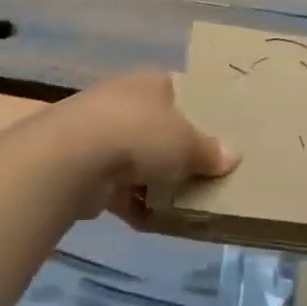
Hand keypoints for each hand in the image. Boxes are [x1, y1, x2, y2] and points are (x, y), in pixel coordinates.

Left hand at [44, 71, 236, 224]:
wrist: (73, 158)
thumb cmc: (140, 134)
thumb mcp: (187, 142)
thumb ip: (209, 151)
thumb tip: (232, 155)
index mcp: (152, 83)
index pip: (179, 90)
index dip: (197, 110)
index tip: (216, 135)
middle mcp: (125, 101)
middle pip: (158, 127)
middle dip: (176, 152)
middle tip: (204, 174)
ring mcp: (101, 134)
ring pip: (137, 160)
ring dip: (154, 182)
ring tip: (184, 205)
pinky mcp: (85, 168)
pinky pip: (119, 188)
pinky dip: (134, 204)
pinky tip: (154, 222)